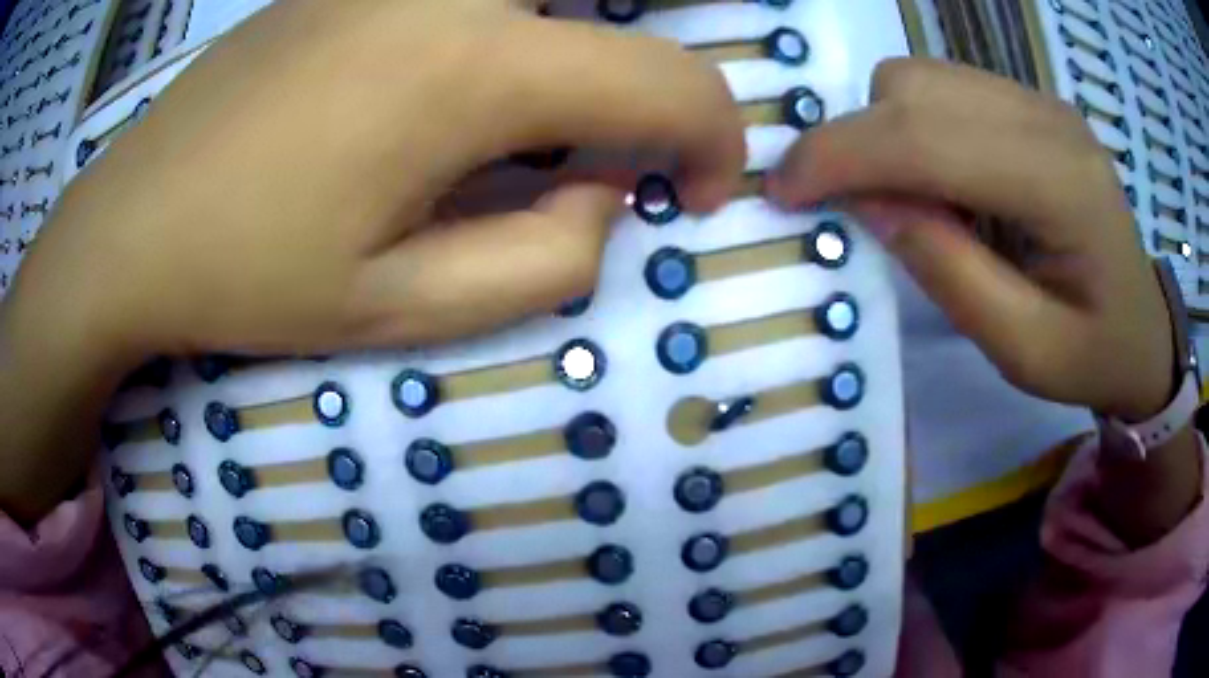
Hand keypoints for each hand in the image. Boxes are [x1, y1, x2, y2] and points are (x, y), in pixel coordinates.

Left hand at [0, 0, 743, 522]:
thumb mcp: (402, 310)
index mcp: (471, 66)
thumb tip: (607, 195)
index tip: (699, 190)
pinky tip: (450, 89)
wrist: (134, 223)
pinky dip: (514, 29)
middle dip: (652, 79)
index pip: (670, 80)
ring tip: (531, 126)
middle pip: (624, 5)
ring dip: (580, 49)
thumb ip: (545, 261)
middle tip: (617, 145)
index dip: (715, 137)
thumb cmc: (249, 275)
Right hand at [769, 58, 1174, 421]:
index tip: (782, 191)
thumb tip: (867, 201)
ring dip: (885, 131)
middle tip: (845, 206)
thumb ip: (948, 271)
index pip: (928, 137)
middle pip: (914, 87)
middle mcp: (1048, 118)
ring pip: (921, 77)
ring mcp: (1040, 101)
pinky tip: (939, 178)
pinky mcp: (1030, 102)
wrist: (1143, 327)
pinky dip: (914, 125)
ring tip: (907, 200)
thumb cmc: (1092, 355)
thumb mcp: (1023, 349)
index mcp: (1061, 184)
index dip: (841, 155)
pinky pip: (944, 87)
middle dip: (857, 139)